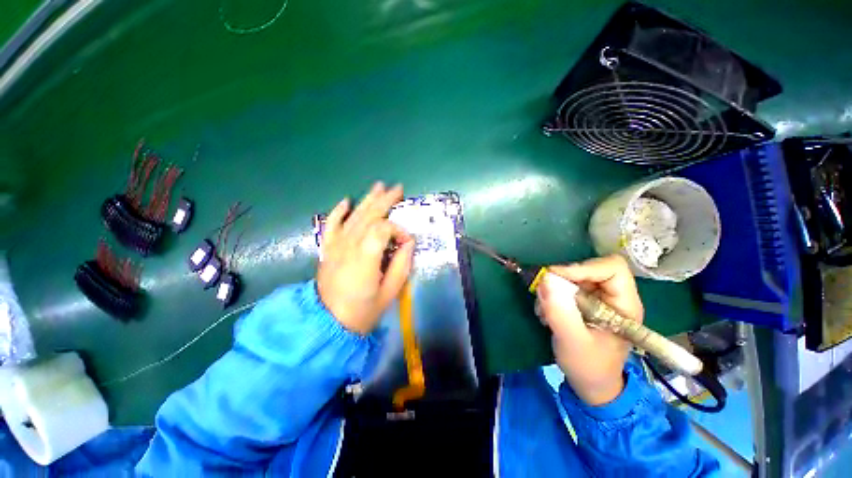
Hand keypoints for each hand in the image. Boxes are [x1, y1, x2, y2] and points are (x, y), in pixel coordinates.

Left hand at [317, 183, 414, 334]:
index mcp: (365, 256)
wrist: (327, 324)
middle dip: (385, 201)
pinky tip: (346, 201)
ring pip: (353, 216)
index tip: (407, 243)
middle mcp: (349, 245)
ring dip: (367, 200)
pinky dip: (338, 211)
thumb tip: (408, 243)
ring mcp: (336, 245)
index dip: (398, 231)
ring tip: (379, 187)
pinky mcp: (328, 249)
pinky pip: (331, 225)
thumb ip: (401, 265)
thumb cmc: (362, 311)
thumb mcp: (390, 292)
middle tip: (397, 189)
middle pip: (368, 215)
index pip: (383, 229)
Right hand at [536, 255, 643, 405]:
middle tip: (544, 294)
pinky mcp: (585, 303)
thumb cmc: (589, 366)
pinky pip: (565, 287)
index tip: (555, 277)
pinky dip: (551, 296)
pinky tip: (547, 314)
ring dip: (553, 290)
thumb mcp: (573, 341)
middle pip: (588, 269)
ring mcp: (599, 299)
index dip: (583, 267)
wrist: (591, 384)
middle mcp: (614, 297)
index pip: (612, 268)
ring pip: (573, 277)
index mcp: (624, 305)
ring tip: (544, 311)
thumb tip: (544, 280)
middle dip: (562, 280)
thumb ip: (560, 312)